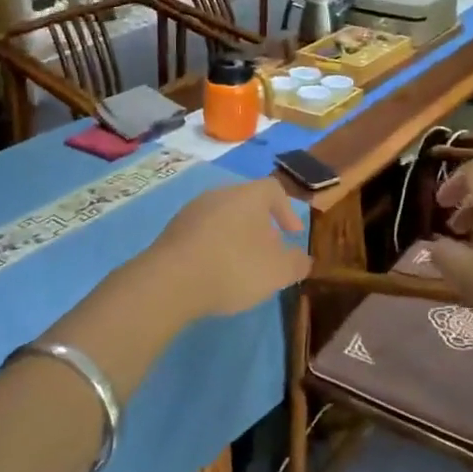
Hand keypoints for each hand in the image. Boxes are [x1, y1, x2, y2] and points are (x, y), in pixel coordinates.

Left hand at [136, 178, 307, 321]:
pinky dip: (213, 247)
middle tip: (268, 254)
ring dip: (235, 237)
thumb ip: (296, 263)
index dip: (287, 211)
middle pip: (246, 203)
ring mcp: (192, 211)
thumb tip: (302, 258)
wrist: (169, 282)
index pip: (273, 190)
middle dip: (260, 227)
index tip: (292, 235)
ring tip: (240, 266)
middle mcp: (219, 194)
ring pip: (223, 218)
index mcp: (248, 195)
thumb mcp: (277, 272)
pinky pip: (202, 233)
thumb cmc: (233, 267)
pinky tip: (213, 272)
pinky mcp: (172, 231)